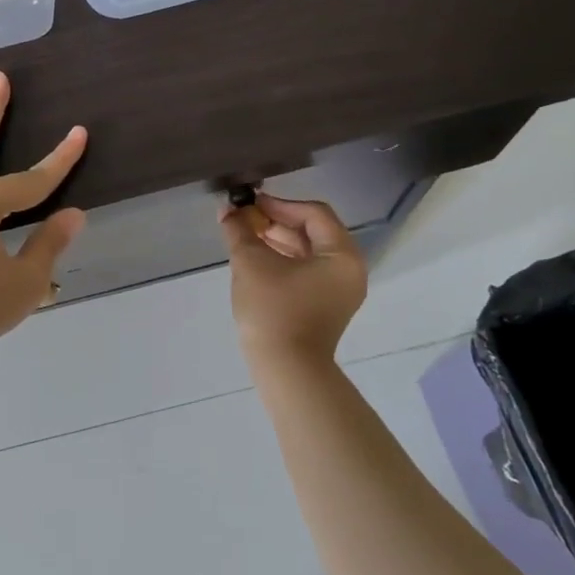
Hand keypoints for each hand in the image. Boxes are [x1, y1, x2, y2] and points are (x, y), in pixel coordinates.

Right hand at [221, 194, 367, 362]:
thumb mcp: (251, 263)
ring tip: (244, 236)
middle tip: (244, 219)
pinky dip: (283, 260)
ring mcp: (339, 291)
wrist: (285, 370)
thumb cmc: (273, 310)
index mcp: (342, 255)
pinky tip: (256, 259)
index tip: (249, 204)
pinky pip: (307, 271)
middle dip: (276, 222)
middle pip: (313, 231)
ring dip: (277, 240)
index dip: (279, 204)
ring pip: (308, 252)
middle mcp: (348, 270)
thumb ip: (239, 230)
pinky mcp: (325, 306)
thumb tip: (226, 210)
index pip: (313, 214)